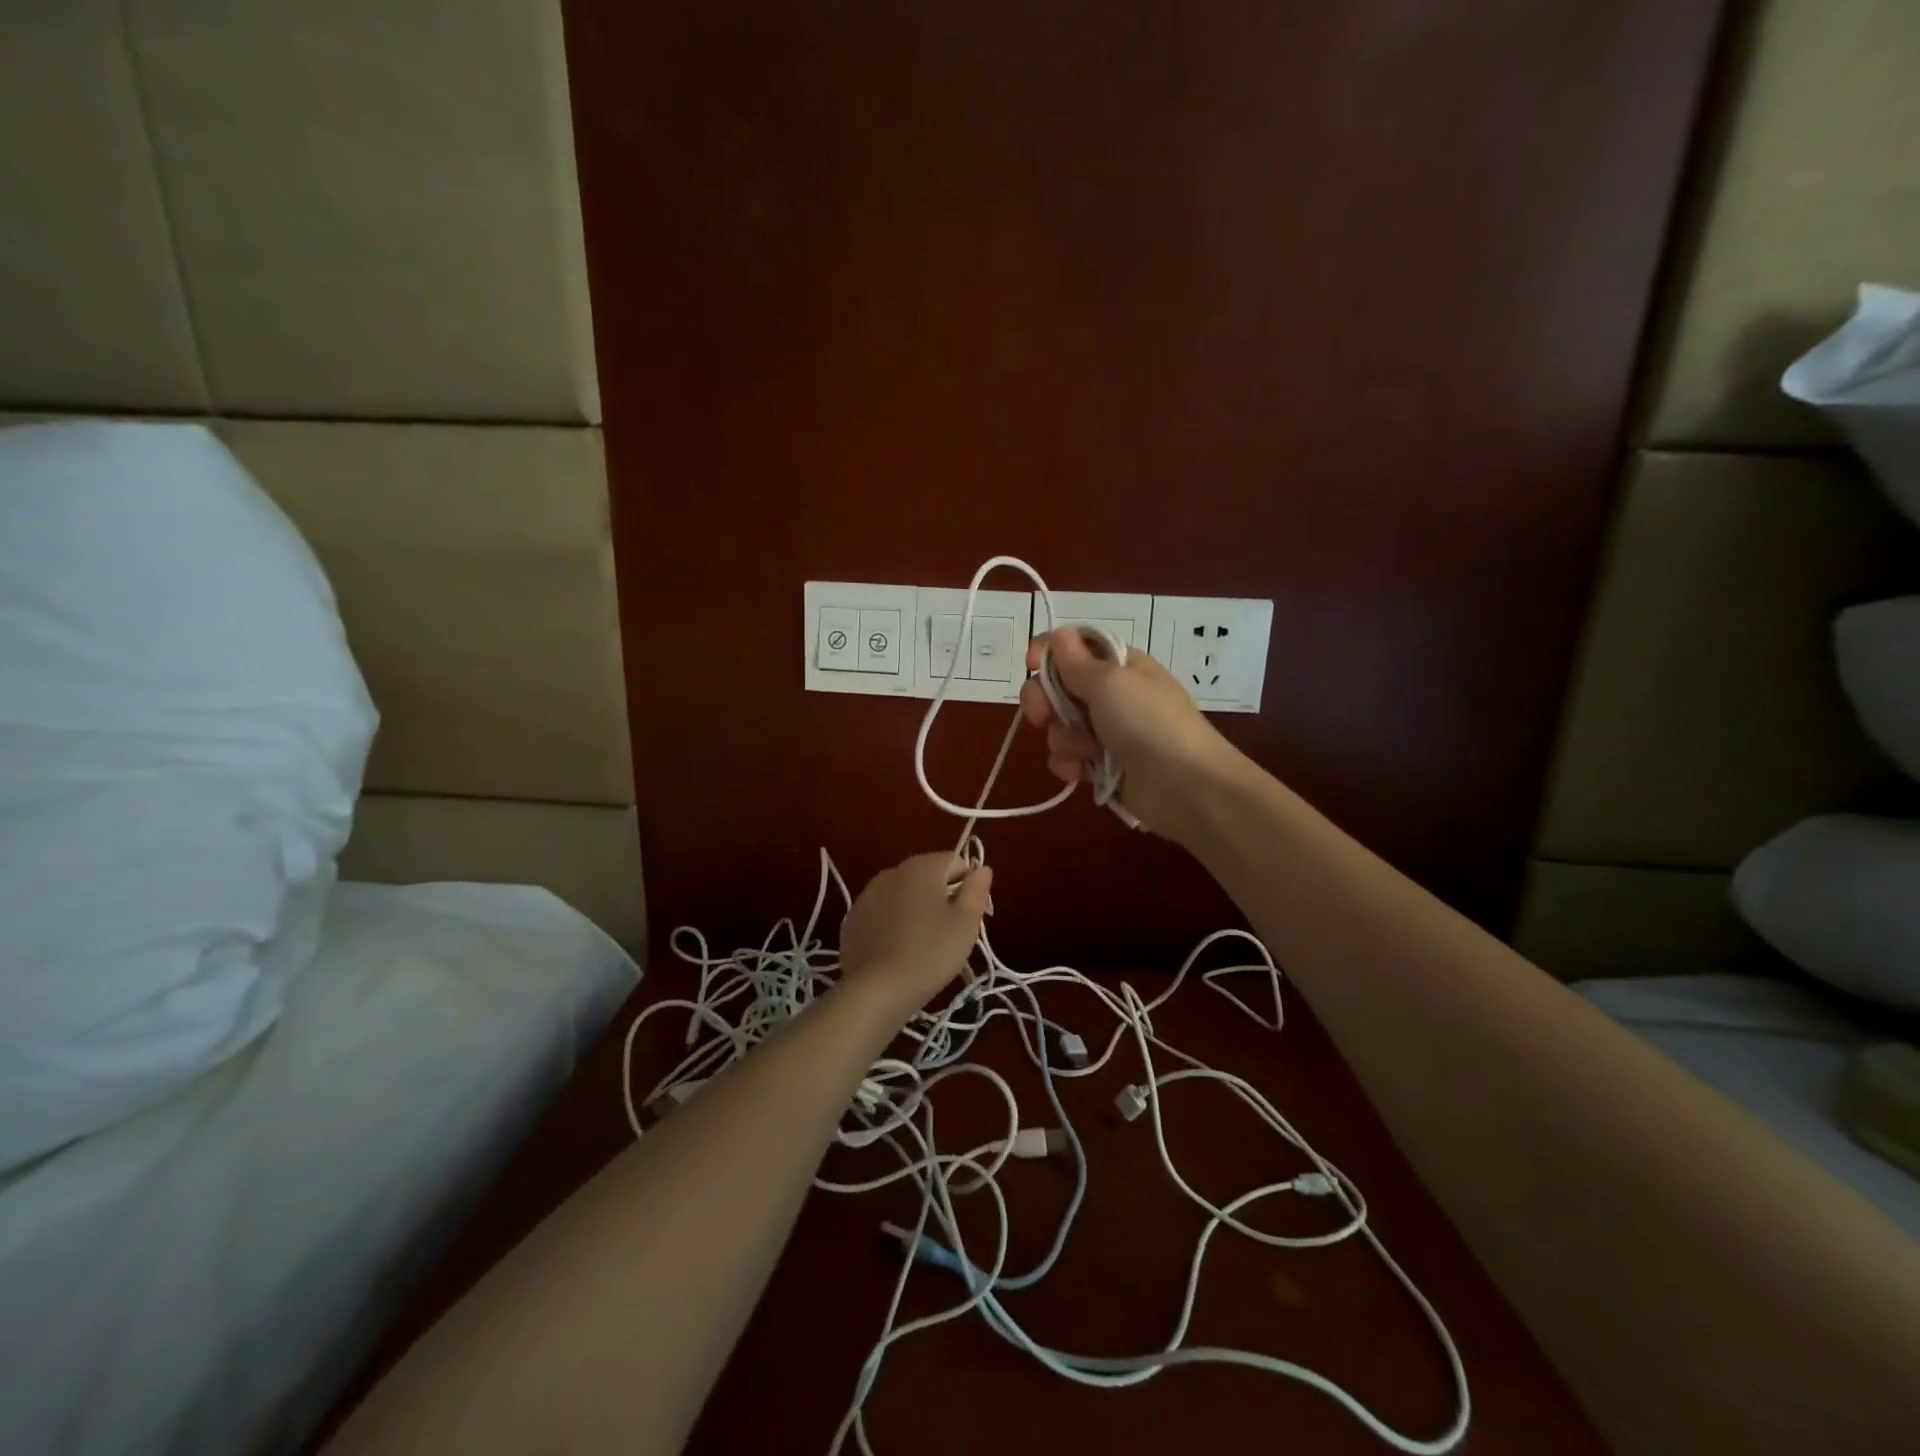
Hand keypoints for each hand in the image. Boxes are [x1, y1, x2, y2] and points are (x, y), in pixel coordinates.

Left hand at [839, 853, 991, 1021]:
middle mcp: (893, 871)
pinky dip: (894, 924)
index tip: (973, 915)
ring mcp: (868, 894)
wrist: (876, 990)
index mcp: (922, 866)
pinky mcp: (853, 918)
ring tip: (924, 944)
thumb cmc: (930, 953)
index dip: (970, 885)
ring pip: (904, 894)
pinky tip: (898, 950)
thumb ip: (976, 890)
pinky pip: (883, 912)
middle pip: (928, 876)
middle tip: (951, 932)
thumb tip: (982, 868)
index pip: (956, 861)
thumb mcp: (966, 924)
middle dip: (943, 897)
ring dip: (917, 909)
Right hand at [1019, 628, 1237, 840]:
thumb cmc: (1148, 722)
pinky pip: (1069, 757)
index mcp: (1119, 664)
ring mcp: (1106, 731)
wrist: (1185, 785)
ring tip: (1083, 752)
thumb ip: (1076, 660)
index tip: (1031, 665)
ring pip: (1060, 725)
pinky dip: (1068, 763)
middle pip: (1058, 686)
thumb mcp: (1111, 681)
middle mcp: (1111, 694)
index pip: (1074, 647)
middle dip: (1044, 700)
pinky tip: (1078, 773)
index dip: (1049, 653)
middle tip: (1041, 716)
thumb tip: (1058, 634)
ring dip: (1061, 738)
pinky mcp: (1102, 765)